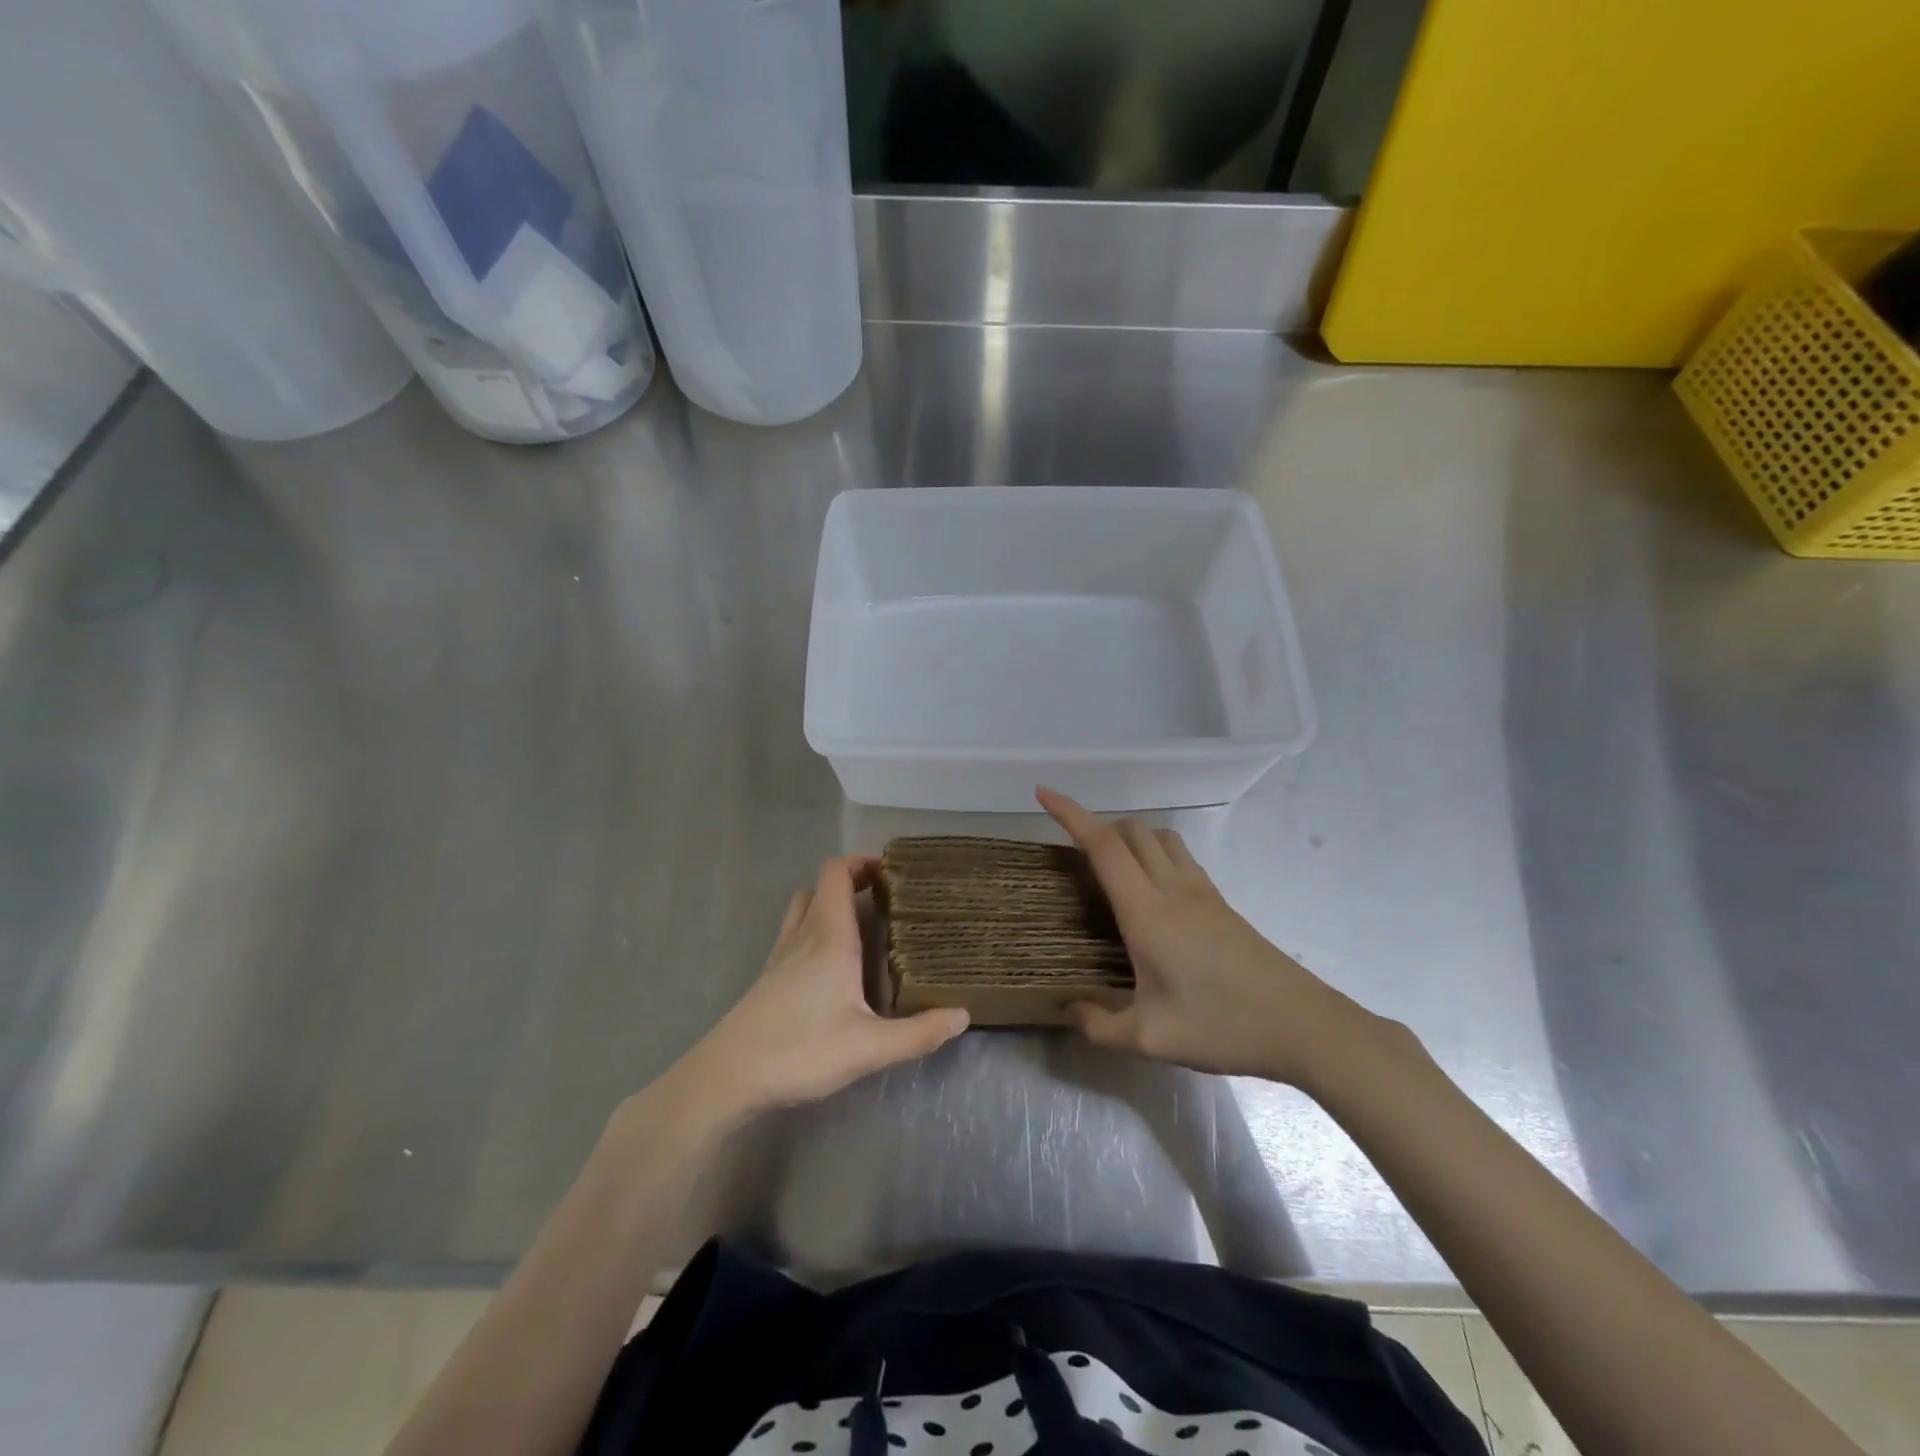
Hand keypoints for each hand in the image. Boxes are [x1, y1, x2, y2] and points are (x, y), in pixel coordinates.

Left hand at [669, 855, 968, 1124]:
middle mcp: (802, 936)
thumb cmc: (800, 1051)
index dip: (862, 862)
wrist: (727, 1078)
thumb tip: (963, 1015)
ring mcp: (780, 956)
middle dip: (852, 882)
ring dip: (830, 904)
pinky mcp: (768, 979)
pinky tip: (834, 967)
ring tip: (862, 926)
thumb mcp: (869, 1048)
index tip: (893, 872)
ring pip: (804, 909)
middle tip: (885, 899)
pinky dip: (816, 931)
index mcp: (828, 937)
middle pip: (821, 886)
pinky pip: (795, 935)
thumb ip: (919, 1033)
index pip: (837, 873)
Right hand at [1038, 788, 1378, 1086]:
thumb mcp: (1151, 1038)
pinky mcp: (1220, 903)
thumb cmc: (1223, 1026)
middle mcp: (1172, 889)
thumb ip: (1102, 1026)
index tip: (1043, 793)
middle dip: (1096, 827)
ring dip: (1129, 837)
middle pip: (1130, 830)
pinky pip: (1179, 857)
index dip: (1070, 814)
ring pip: (1159, 837)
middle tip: (1072, 856)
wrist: (1303, 1025)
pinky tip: (1150, 892)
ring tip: (1109, 867)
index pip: (1103, 845)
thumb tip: (1072, 1010)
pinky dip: (1154, 853)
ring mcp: (1201, 892)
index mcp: (1147, 911)